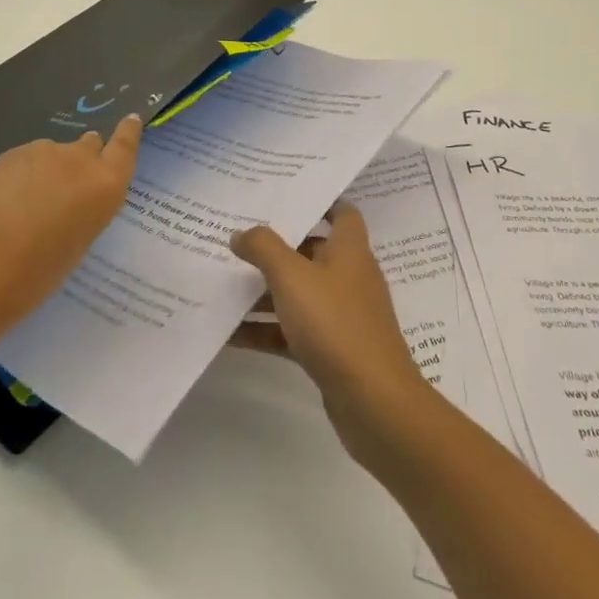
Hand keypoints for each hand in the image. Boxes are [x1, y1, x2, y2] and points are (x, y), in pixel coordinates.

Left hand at [0, 115, 141, 343]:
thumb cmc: (37, 274)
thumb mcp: (78, 244)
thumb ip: (85, 210)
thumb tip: (73, 197)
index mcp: (105, 186)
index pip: (125, 146)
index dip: (128, 132)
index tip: (131, 120)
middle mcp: (80, 160)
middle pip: (90, 144)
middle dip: (84, 159)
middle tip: (69, 188)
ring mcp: (43, 152)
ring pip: (55, 153)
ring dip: (51, 170)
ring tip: (29, 206)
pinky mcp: (11, 154)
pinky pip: (28, 159)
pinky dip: (25, 174)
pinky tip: (7, 202)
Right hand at [229, 202, 430, 466]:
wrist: (374, 403)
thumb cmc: (335, 324)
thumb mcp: (292, 277)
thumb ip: (263, 248)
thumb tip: (241, 233)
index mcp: (349, 251)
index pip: (342, 213)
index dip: (319, 201)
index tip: (284, 196)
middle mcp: (349, 277)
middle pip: (311, 252)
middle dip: (276, 248)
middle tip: (237, 238)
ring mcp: (341, 316)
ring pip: (299, 294)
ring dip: (265, 291)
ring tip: (223, 283)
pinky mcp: (332, 350)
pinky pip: (293, 330)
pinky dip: (266, 330)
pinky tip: (230, 333)